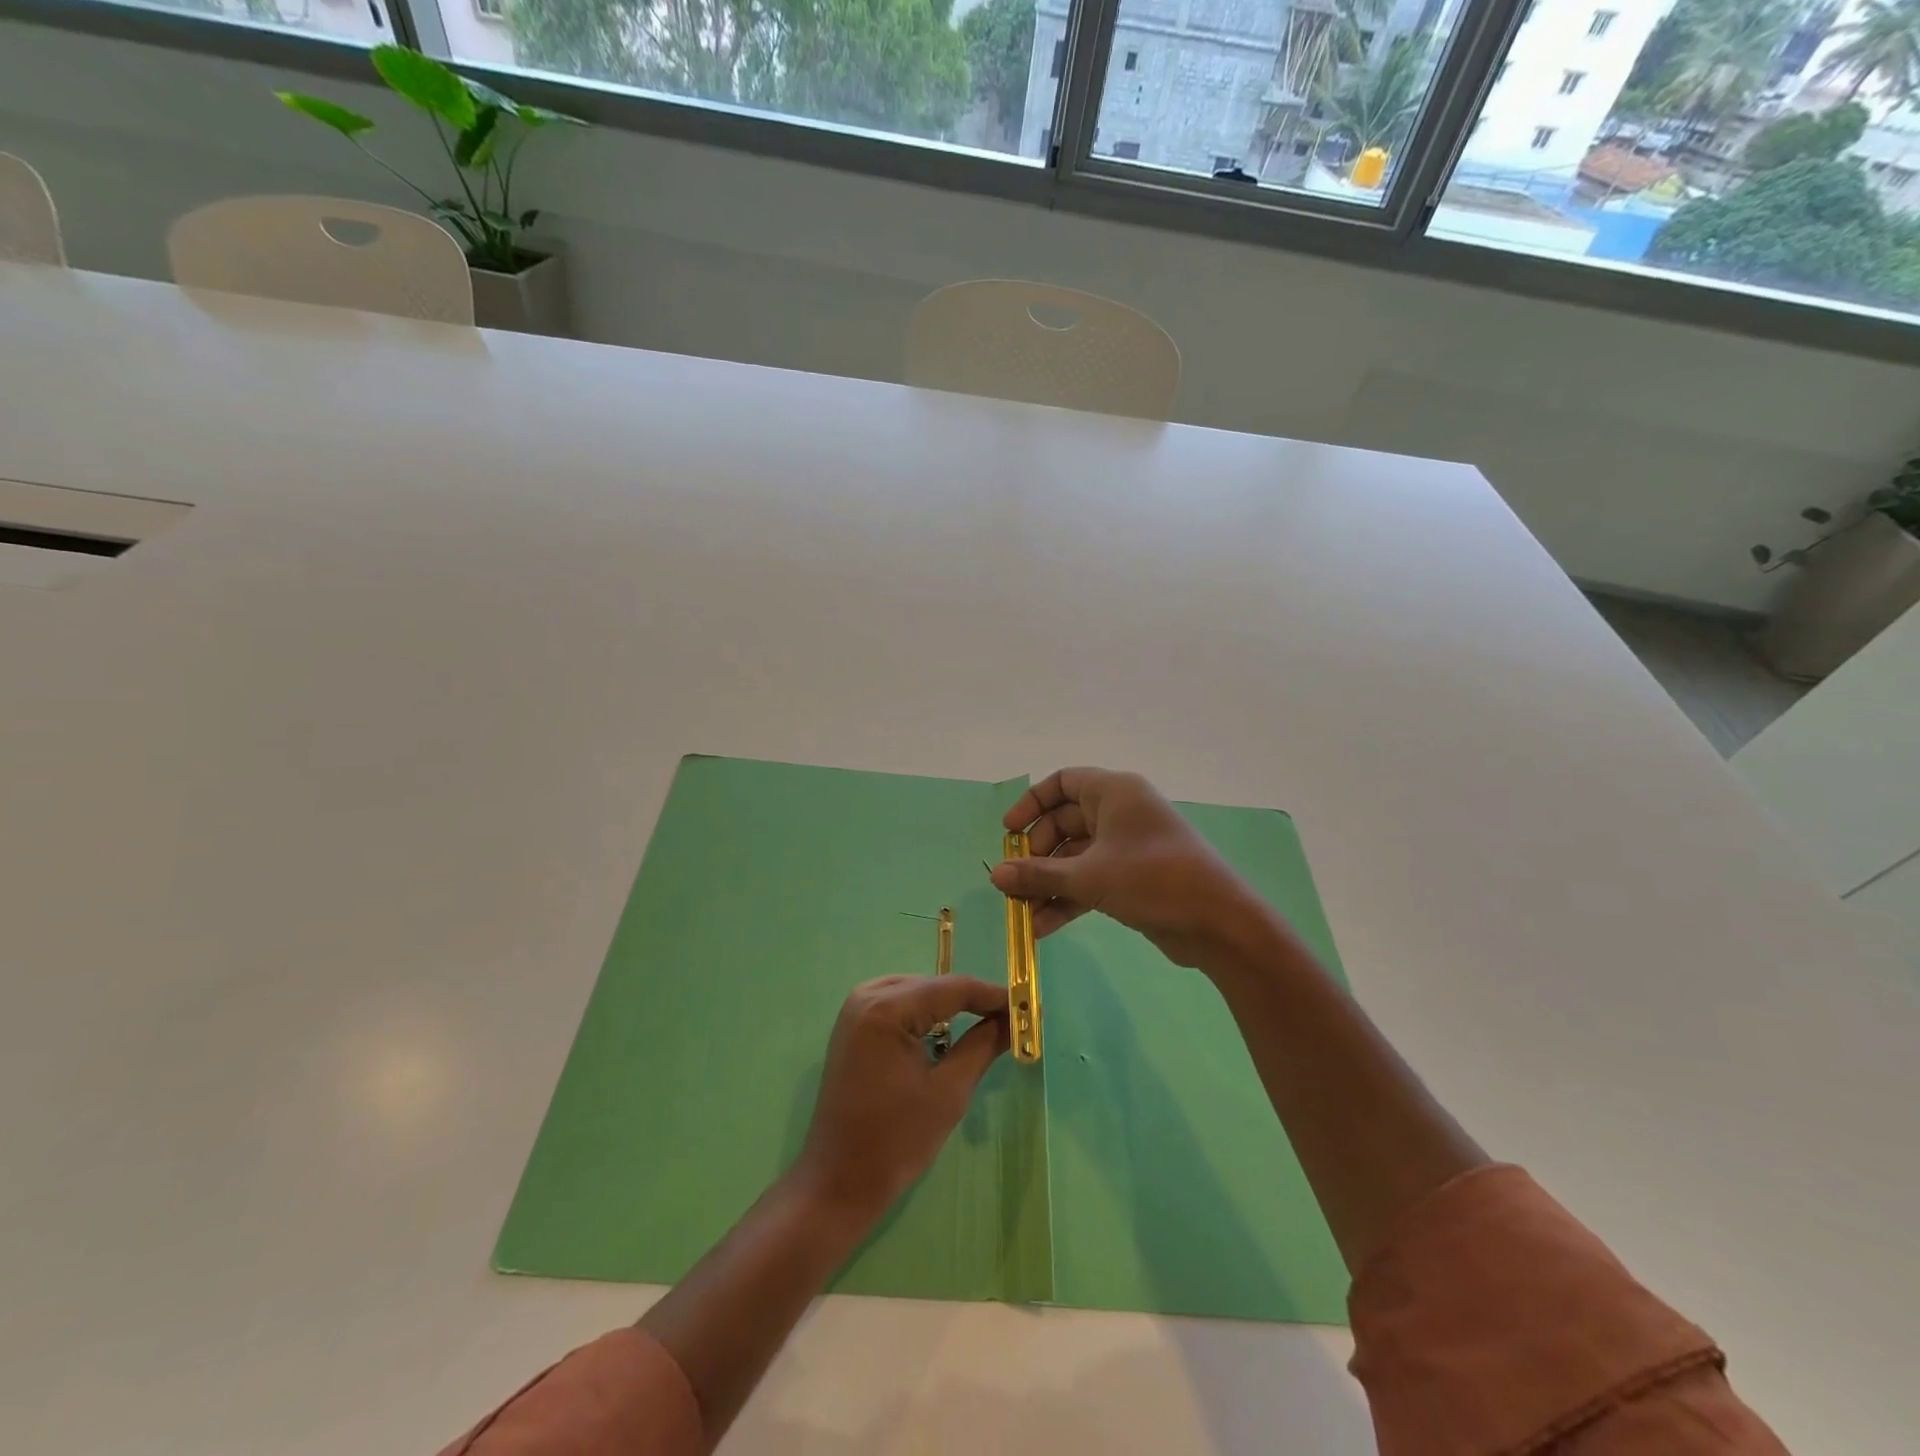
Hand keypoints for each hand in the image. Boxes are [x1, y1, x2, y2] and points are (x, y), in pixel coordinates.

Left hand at [792, 975, 1009, 1225]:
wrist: (837, 1183)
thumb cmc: (895, 1141)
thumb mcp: (949, 1092)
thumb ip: (983, 1045)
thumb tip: (1015, 1019)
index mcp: (886, 1008)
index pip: (952, 988)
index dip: (994, 995)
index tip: (1031, 1006)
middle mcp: (867, 995)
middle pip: (934, 986)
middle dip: (974, 1001)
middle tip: (1013, 1019)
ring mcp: (856, 1008)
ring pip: (918, 992)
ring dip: (951, 1007)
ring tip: (989, 1024)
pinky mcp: (853, 1025)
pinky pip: (899, 1006)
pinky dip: (926, 1015)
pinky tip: (948, 1033)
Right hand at [991, 767, 1270, 970]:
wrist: (1218, 923)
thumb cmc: (1151, 879)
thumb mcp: (1088, 876)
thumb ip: (1038, 875)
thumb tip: (995, 875)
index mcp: (1114, 792)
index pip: (1062, 782)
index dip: (1031, 804)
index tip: (1008, 833)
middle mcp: (1121, 812)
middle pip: (1065, 824)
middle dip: (1036, 856)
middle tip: (1014, 883)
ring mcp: (1129, 846)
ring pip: (1077, 857)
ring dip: (1049, 884)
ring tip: (1022, 914)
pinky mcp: (1135, 878)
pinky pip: (1092, 880)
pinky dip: (1070, 899)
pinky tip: (1044, 928)